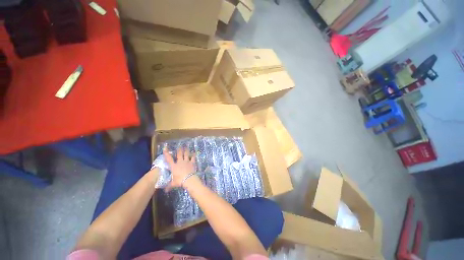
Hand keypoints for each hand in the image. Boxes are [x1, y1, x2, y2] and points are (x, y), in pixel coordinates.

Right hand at [163, 146, 195, 190]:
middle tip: (180, 146)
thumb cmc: (180, 181)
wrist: (188, 179)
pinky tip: (194, 153)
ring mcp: (186, 161)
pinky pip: (193, 158)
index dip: (166, 153)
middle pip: (179, 154)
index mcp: (174, 166)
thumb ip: (169, 186)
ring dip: (186, 151)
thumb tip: (165, 190)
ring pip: (186, 154)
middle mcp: (180, 162)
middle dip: (179, 150)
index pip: (169, 159)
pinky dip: (193, 155)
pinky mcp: (192, 162)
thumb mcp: (173, 184)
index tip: (165, 148)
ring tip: (186, 147)